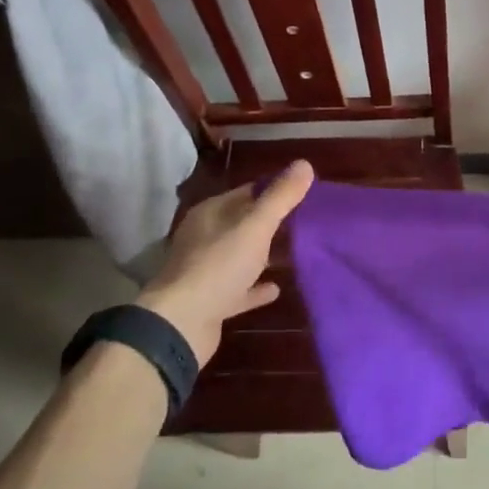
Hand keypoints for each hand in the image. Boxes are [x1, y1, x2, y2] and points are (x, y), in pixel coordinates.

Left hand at [139, 161, 314, 366]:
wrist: (181, 325)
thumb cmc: (218, 266)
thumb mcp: (255, 226)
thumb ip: (280, 197)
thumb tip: (304, 164)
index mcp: (211, 213)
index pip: (247, 192)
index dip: (275, 190)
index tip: (304, 192)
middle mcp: (205, 238)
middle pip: (244, 224)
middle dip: (273, 223)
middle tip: (308, 222)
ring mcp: (206, 271)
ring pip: (242, 256)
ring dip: (266, 255)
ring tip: (298, 252)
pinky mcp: (211, 302)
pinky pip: (240, 289)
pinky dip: (257, 287)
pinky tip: (277, 289)